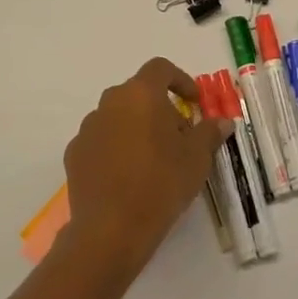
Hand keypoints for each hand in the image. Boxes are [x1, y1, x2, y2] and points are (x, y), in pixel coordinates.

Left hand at [62, 59, 230, 272]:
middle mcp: (111, 102)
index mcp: (141, 94)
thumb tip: (223, 122)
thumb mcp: (197, 158)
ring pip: (118, 116)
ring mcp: (88, 128)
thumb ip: (209, 133)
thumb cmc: (161, 183)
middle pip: (138, 93)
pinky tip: (127, 176)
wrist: (110, 230)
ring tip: (153, 160)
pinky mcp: (74, 154)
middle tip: (178, 137)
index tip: (193, 102)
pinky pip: (101, 141)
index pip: (160, 68)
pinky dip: (116, 149)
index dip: (180, 80)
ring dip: (136, 128)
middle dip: (160, 109)